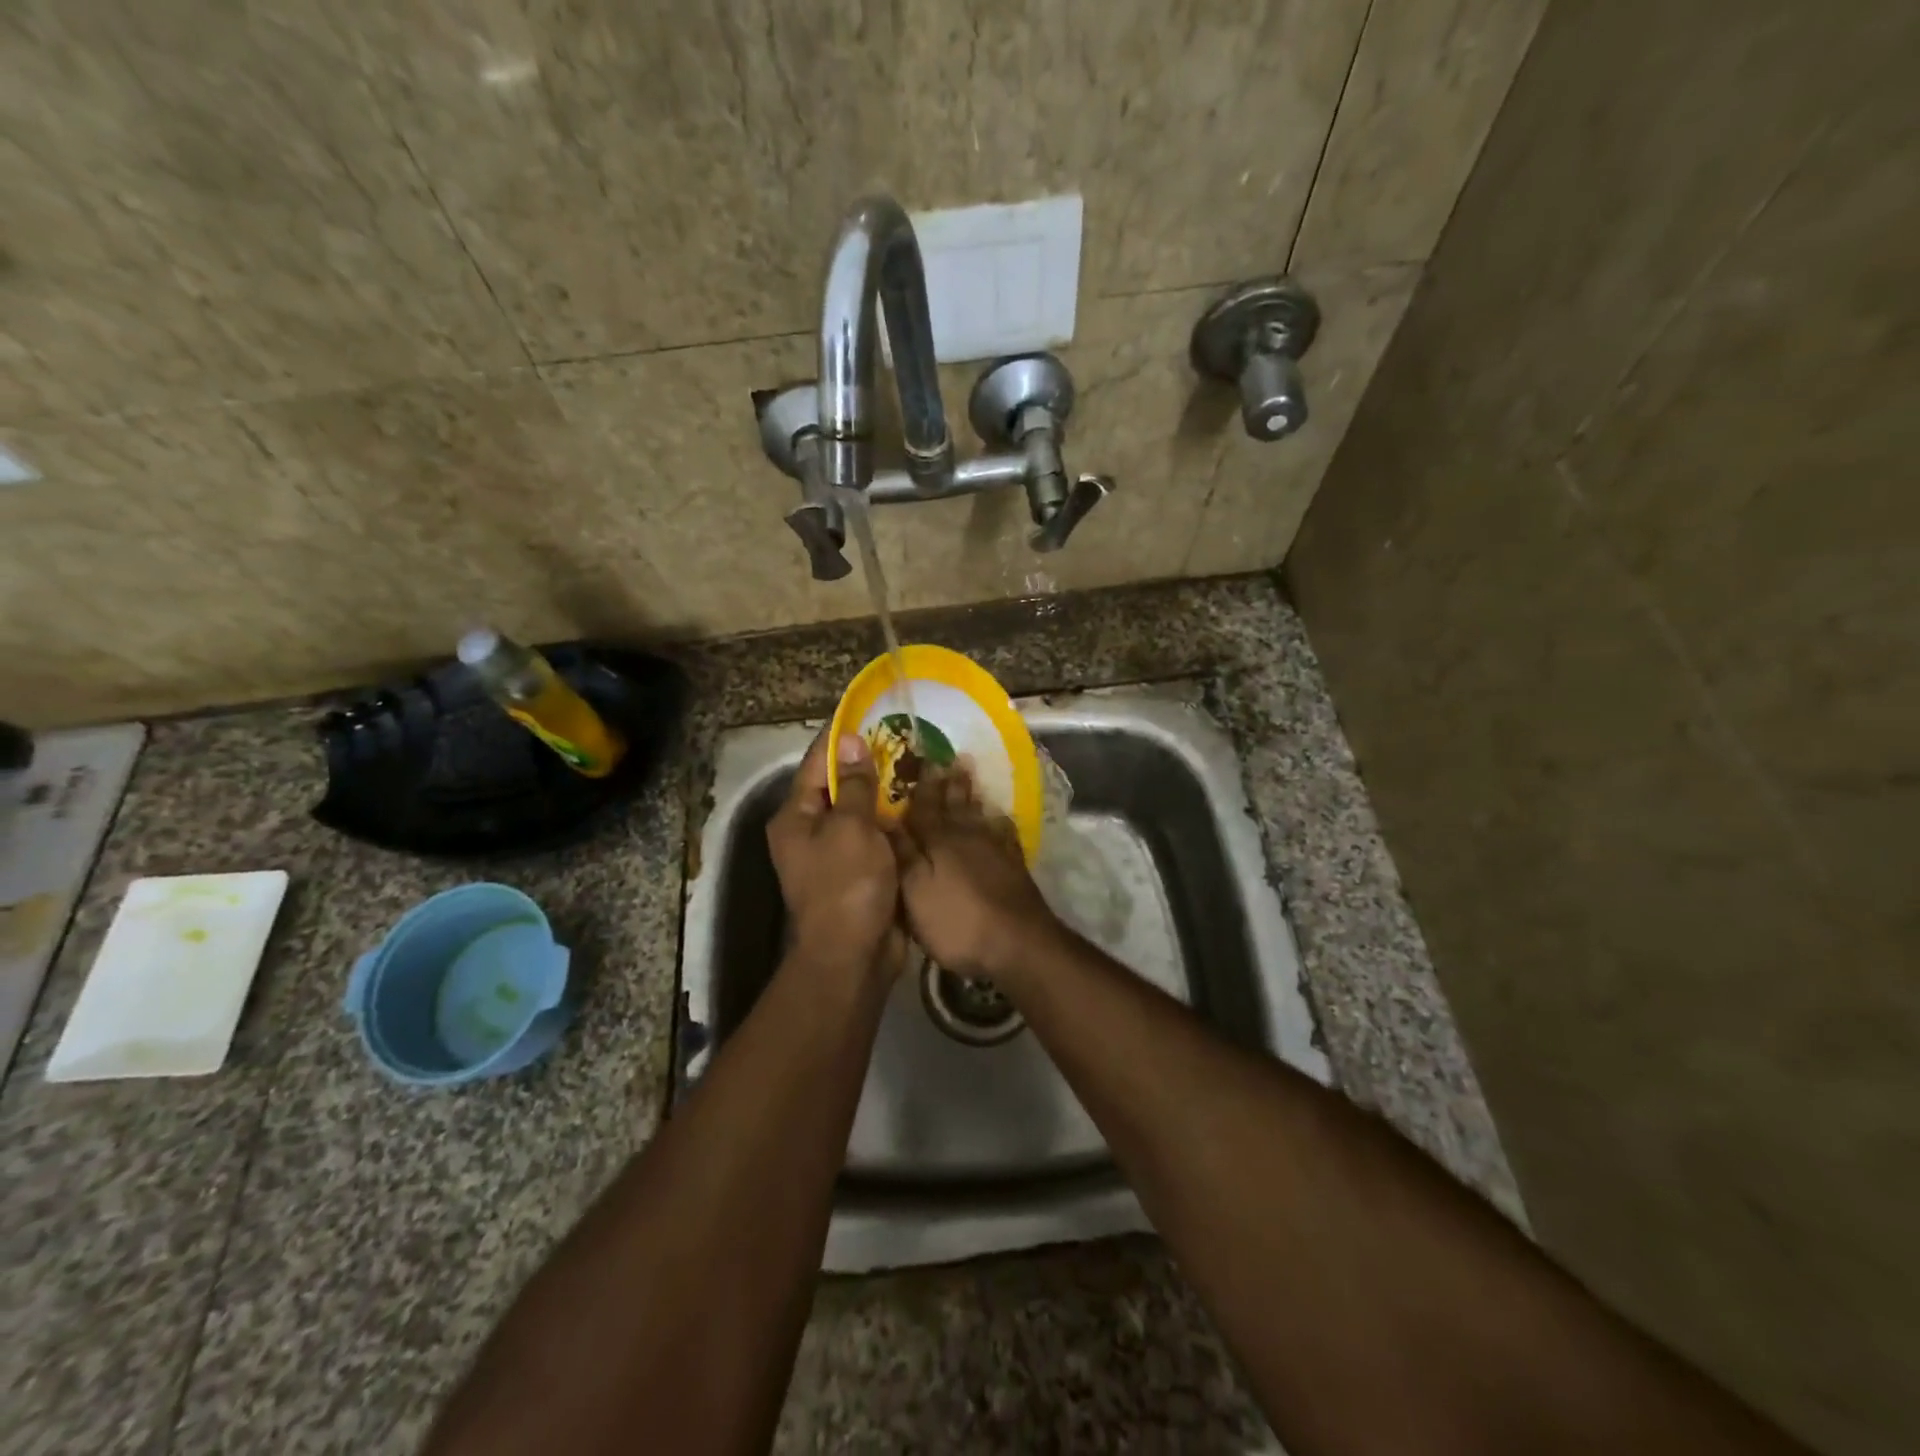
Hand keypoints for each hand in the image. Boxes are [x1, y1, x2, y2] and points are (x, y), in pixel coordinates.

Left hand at [766, 731, 903, 986]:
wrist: (854, 956)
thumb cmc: (846, 885)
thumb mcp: (851, 828)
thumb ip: (856, 785)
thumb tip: (849, 740)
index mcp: (796, 817)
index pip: (817, 764)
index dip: (841, 738)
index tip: (868, 712)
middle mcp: (810, 831)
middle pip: (839, 786)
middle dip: (869, 764)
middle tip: (904, 737)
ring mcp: (835, 853)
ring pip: (861, 811)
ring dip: (885, 792)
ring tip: (918, 763)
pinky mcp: (860, 871)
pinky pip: (876, 835)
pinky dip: (893, 820)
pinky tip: (921, 803)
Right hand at [891, 767, 1065, 987]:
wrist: (1018, 944)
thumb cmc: (957, 922)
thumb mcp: (915, 892)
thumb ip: (902, 854)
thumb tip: (884, 818)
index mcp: (938, 841)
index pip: (926, 805)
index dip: (923, 784)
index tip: (923, 757)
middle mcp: (967, 837)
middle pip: (956, 804)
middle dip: (950, 782)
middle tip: (950, 757)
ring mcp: (995, 850)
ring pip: (980, 814)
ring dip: (973, 795)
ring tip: (969, 775)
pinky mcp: (1014, 867)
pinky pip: (1005, 835)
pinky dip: (1000, 822)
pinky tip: (1000, 817)